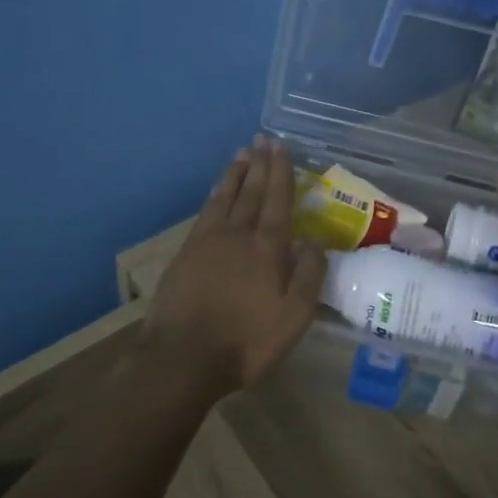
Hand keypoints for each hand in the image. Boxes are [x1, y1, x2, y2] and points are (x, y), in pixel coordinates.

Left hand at [148, 137, 327, 391]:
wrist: (182, 358)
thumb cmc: (245, 341)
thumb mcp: (293, 317)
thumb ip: (309, 276)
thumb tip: (315, 242)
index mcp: (267, 248)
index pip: (278, 200)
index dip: (281, 172)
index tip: (282, 147)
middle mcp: (238, 234)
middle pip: (251, 192)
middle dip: (260, 164)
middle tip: (263, 139)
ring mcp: (207, 241)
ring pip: (225, 197)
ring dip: (236, 174)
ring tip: (243, 153)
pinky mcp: (185, 253)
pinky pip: (205, 212)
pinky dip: (216, 195)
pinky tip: (218, 191)